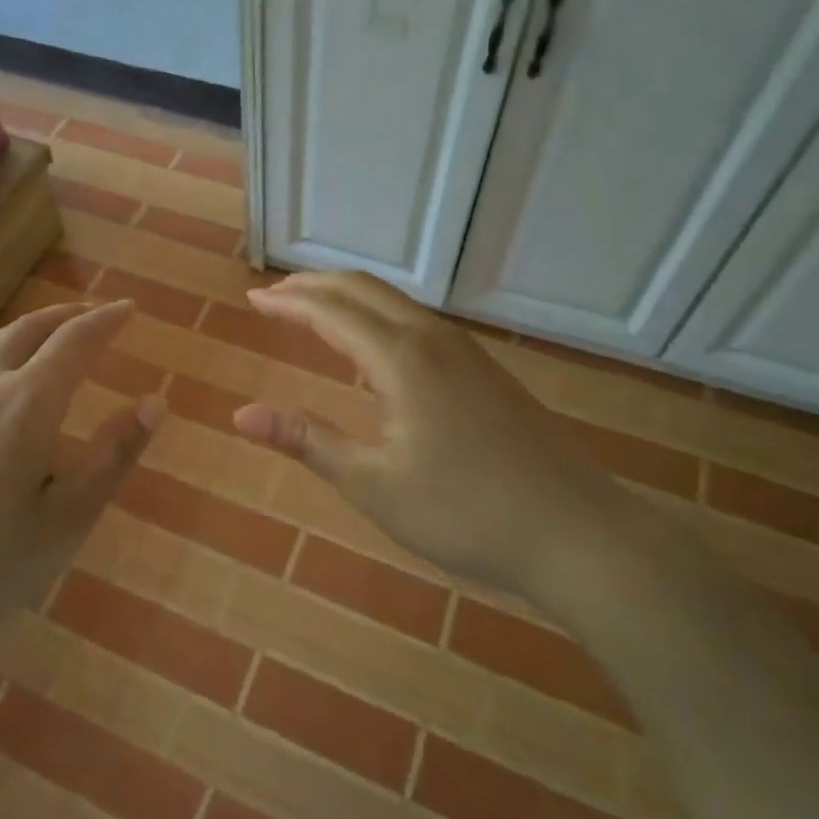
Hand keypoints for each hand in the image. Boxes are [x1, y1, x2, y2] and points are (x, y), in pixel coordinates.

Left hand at [0, 299, 159, 701]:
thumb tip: (156, 402)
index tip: (128, 307)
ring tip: (45, 338)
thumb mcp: (67, 519)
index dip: (106, 320)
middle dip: (67, 316)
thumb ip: (114, 456)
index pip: (76, 341)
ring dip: (26, 331)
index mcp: (27, 402)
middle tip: (92, 315)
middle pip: (29, 330)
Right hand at [231, 272, 627, 610]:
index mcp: (401, 358)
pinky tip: (373, 346)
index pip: (330, 311)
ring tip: (313, 309)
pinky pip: (416, 320)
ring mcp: (464, 351)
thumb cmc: (466, 513)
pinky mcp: (483, 369)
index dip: (288, 302)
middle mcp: (431, 338)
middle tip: (273, 295)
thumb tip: (241, 415)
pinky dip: (377, 314)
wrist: (577, 532)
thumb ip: (308, 441)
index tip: (252, 300)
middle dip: (313, 285)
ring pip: (394, 301)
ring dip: (347, 296)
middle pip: (363, 289)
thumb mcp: (374, 485)